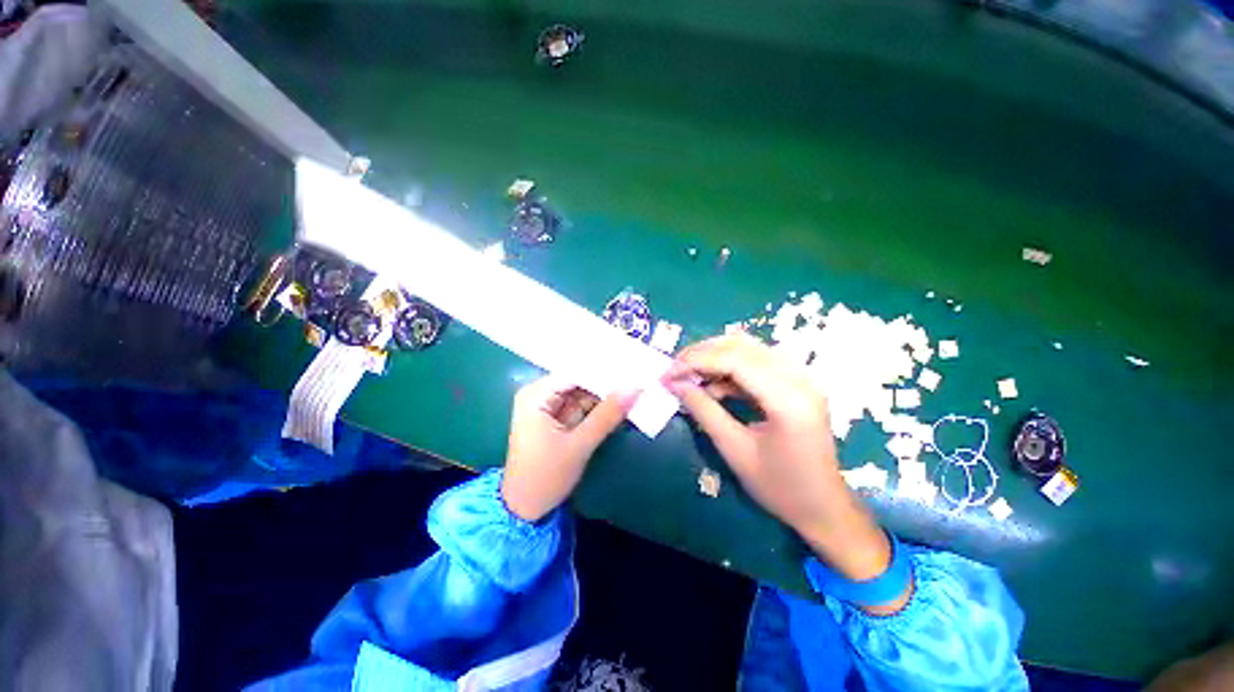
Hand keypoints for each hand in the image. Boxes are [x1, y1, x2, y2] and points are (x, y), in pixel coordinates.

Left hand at [500, 375, 638, 521]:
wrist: (525, 509)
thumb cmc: (545, 476)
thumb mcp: (580, 445)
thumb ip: (607, 414)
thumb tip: (635, 388)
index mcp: (536, 395)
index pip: (576, 372)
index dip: (604, 371)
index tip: (632, 369)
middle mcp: (539, 394)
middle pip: (579, 381)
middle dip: (606, 383)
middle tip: (637, 378)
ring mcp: (547, 406)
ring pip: (582, 393)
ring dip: (604, 395)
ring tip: (634, 389)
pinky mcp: (555, 418)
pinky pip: (580, 405)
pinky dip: (597, 407)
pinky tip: (619, 404)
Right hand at [663, 334, 893, 586]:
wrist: (824, 507)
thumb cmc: (780, 488)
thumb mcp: (735, 450)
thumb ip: (703, 411)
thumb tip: (674, 384)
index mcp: (788, 399)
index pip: (735, 360)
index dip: (696, 361)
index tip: (668, 373)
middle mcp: (800, 378)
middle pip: (742, 346)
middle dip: (702, 354)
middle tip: (674, 369)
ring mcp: (801, 377)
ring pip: (749, 349)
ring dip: (714, 357)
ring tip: (688, 375)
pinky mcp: (797, 382)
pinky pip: (757, 362)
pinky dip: (729, 368)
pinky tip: (712, 385)